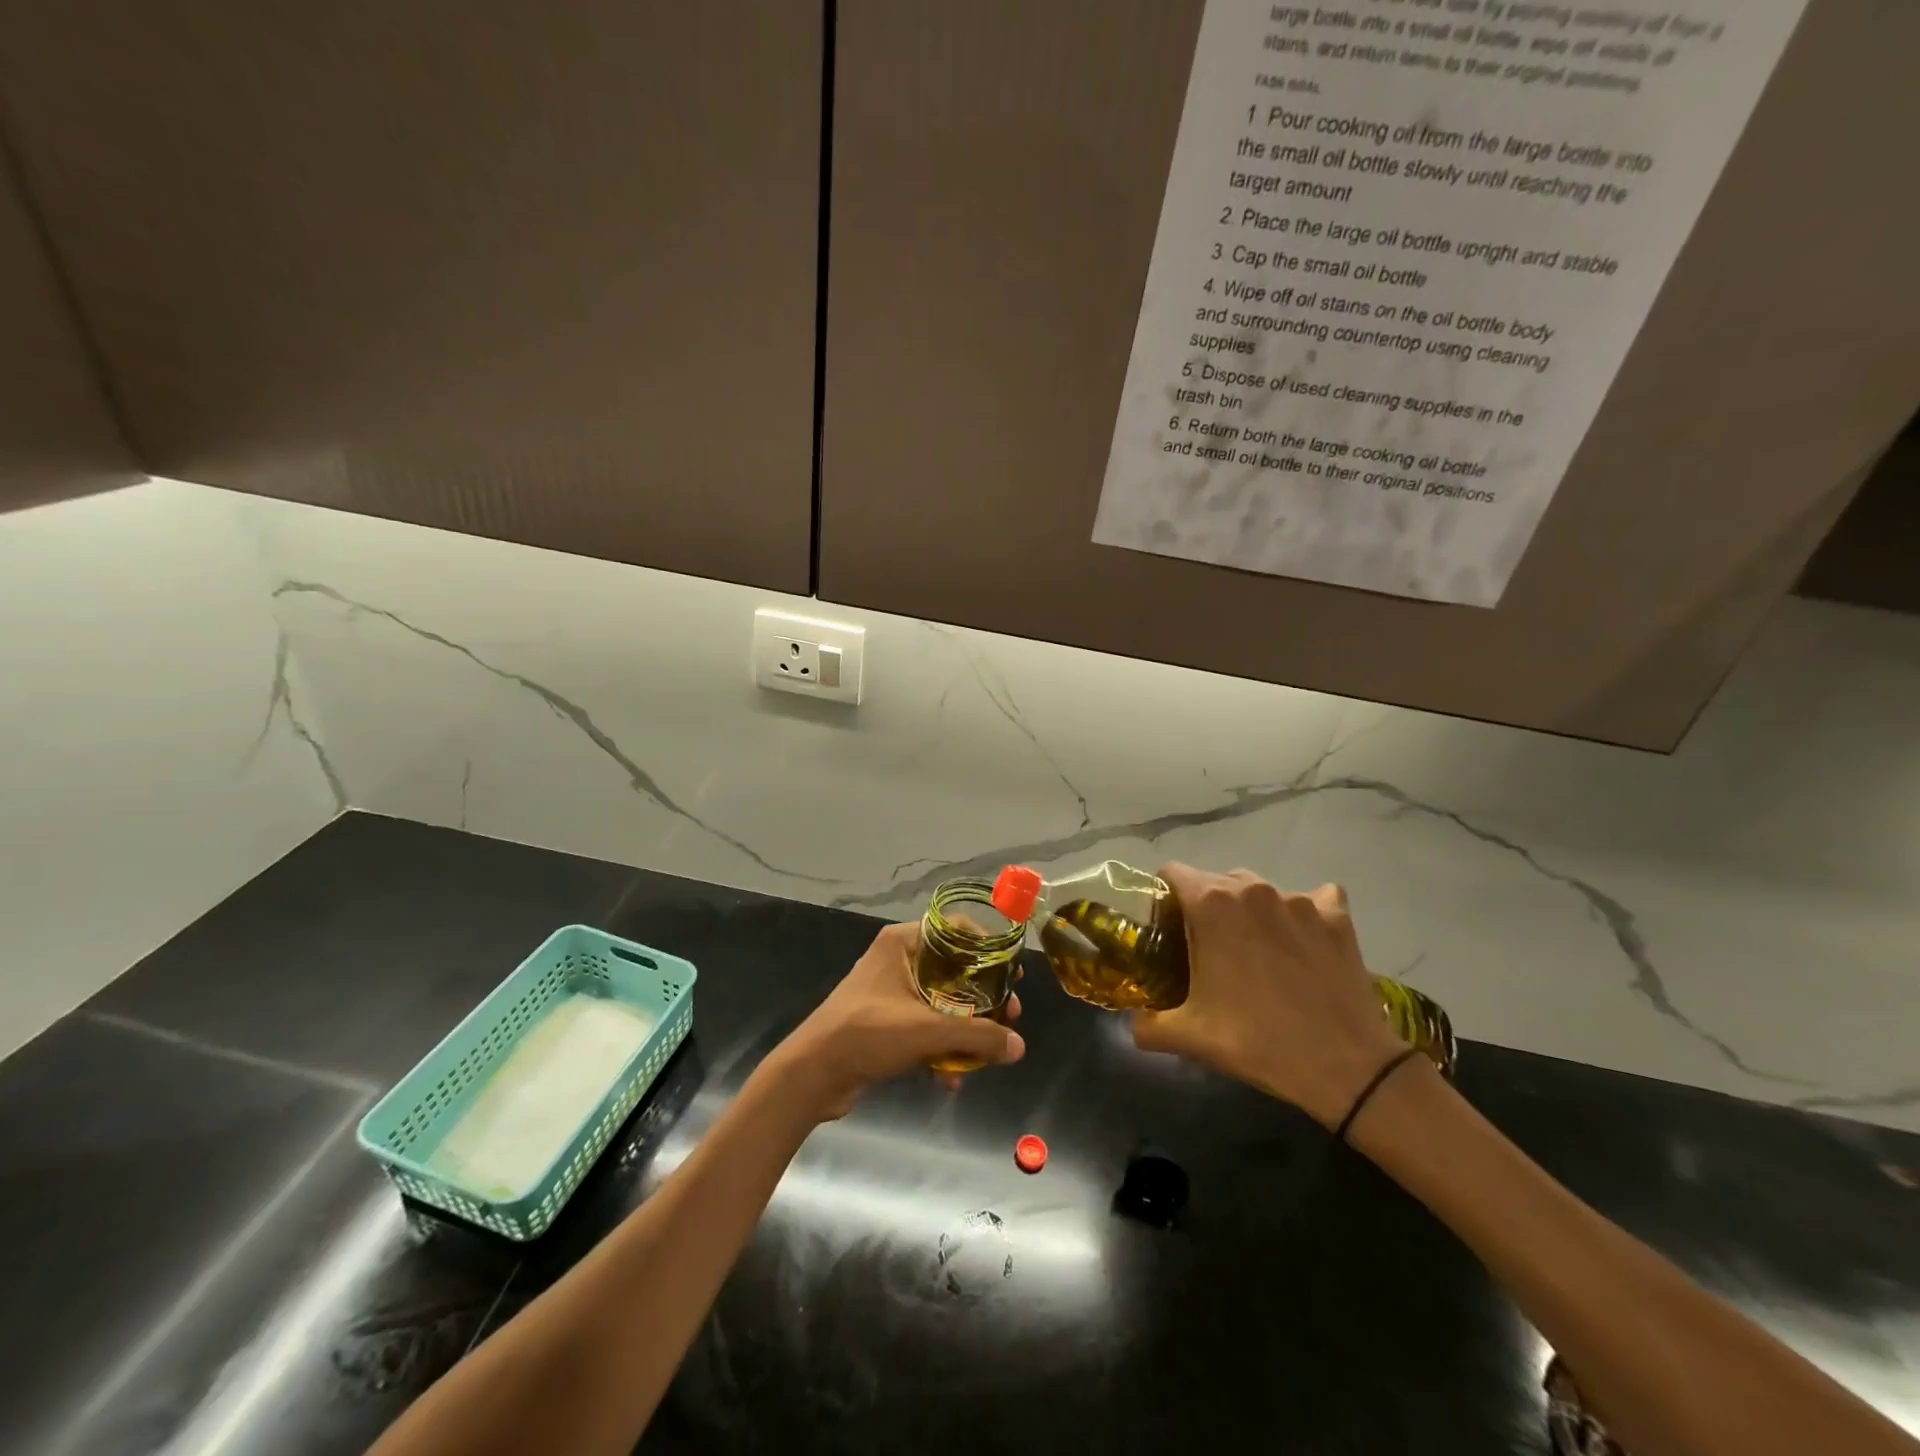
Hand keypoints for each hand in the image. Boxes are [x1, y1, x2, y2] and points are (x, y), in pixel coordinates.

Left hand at [763, 923, 1025, 1120]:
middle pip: (954, 970)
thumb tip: (1019, 1047)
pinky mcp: (885, 1024)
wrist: (812, 1074)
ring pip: (942, 1003)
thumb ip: (976, 1036)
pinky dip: (940, 1048)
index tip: (1012, 973)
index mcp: (902, 943)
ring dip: (965, 1028)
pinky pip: (925, 1028)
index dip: (987, 949)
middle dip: (982, 997)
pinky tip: (952, 1078)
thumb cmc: (867, 1033)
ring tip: (989, 1053)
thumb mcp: (926, 1030)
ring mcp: (890, 993)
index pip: (955, 930)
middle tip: (1009, 1016)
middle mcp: (898, 960)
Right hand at [1130, 865, 1405, 1128]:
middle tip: (1208, 948)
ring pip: (1260, 890)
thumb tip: (1134, 1024)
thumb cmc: (1257, 1041)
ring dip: (1250, 911)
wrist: (1347, 1066)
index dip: (1164, 897)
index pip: (1172, 873)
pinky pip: (1312, 899)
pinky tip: (1303, 943)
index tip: (1168, 928)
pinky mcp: (1336, 916)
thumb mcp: (1190, 1036)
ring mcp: (1298, 899)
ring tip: (1257, 950)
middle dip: (1206, 906)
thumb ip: (1149, 1024)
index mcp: (1210, 905)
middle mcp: (1252, 889)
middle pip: (1216, 880)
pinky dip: (1302, 915)